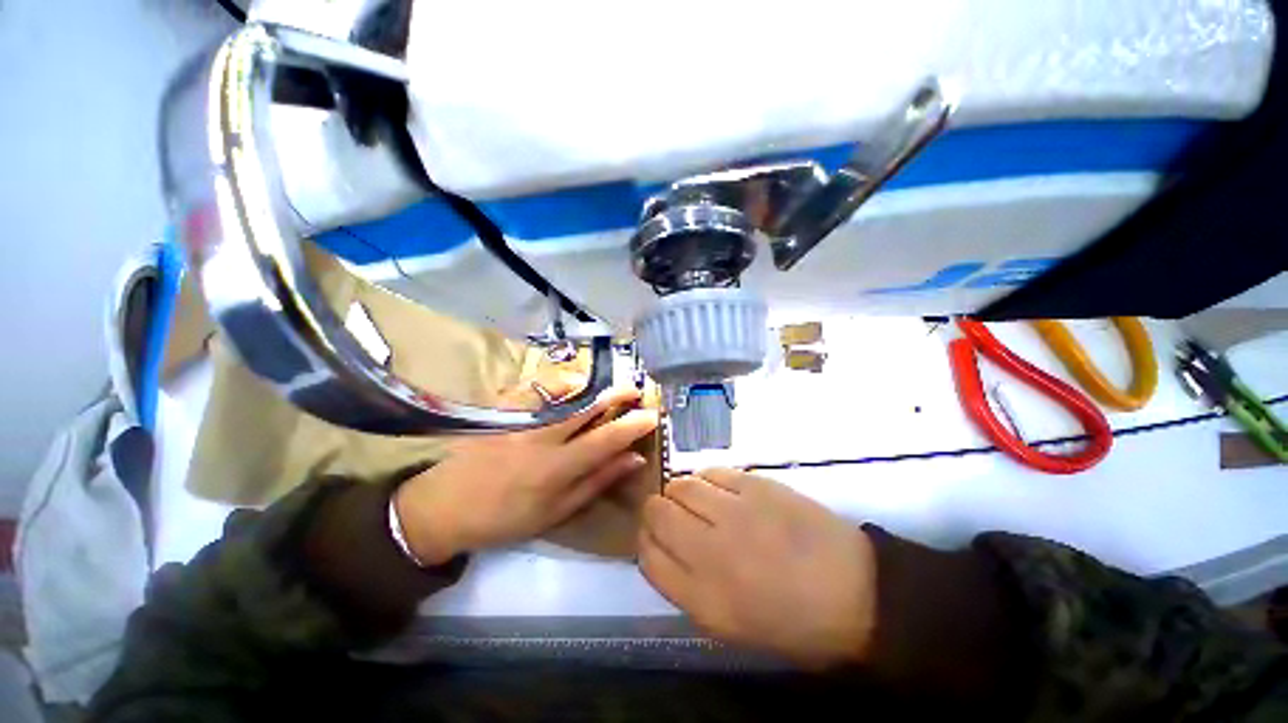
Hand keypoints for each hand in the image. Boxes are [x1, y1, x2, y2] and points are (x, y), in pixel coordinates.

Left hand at [394, 383, 657, 564]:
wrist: (445, 507)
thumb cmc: (505, 518)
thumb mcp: (556, 511)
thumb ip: (596, 482)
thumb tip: (632, 460)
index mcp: (558, 467)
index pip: (607, 439)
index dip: (633, 424)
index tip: (651, 414)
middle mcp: (543, 436)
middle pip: (588, 407)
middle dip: (617, 395)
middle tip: (635, 388)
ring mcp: (521, 419)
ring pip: (563, 392)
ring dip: (590, 385)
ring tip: (605, 386)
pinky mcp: (502, 410)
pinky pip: (534, 387)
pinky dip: (556, 382)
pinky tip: (568, 384)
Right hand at [638, 469, 876, 668]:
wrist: (858, 591)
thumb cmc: (796, 623)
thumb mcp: (733, 627)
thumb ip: (688, 588)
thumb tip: (665, 548)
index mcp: (704, 599)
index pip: (648, 557)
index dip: (645, 542)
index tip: (655, 538)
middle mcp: (711, 552)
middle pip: (657, 513)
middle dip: (657, 511)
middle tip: (674, 515)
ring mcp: (734, 513)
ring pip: (681, 485)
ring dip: (680, 492)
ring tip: (698, 501)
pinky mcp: (756, 485)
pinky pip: (712, 472)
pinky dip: (707, 479)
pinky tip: (720, 491)